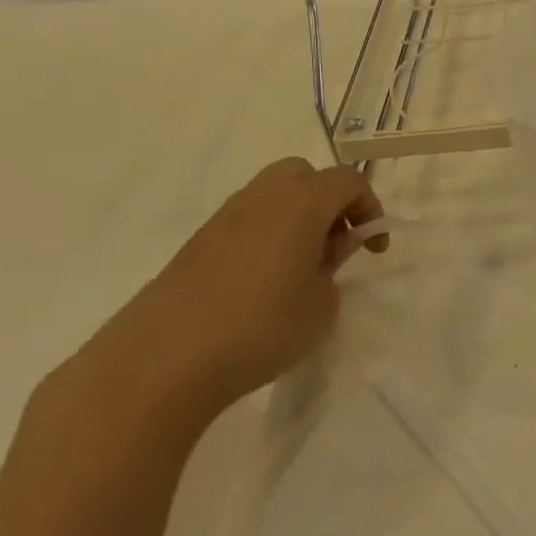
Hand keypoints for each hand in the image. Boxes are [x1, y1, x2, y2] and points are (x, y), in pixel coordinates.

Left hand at [72, 159, 386, 435]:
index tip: (373, 249)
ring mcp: (224, 218)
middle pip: (304, 174)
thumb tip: (324, 251)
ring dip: (296, 217)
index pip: (349, 181)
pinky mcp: (197, 244)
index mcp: (301, 203)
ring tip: (302, 265)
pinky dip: (267, 235)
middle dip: (329, 200)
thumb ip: (332, 266)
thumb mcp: (321, 303)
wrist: (162, 362)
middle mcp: (262, 197)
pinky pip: (246, 221)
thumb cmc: (261, 327)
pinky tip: (264, 280)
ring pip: (272, 195)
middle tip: (336, 243)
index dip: (370, 209)